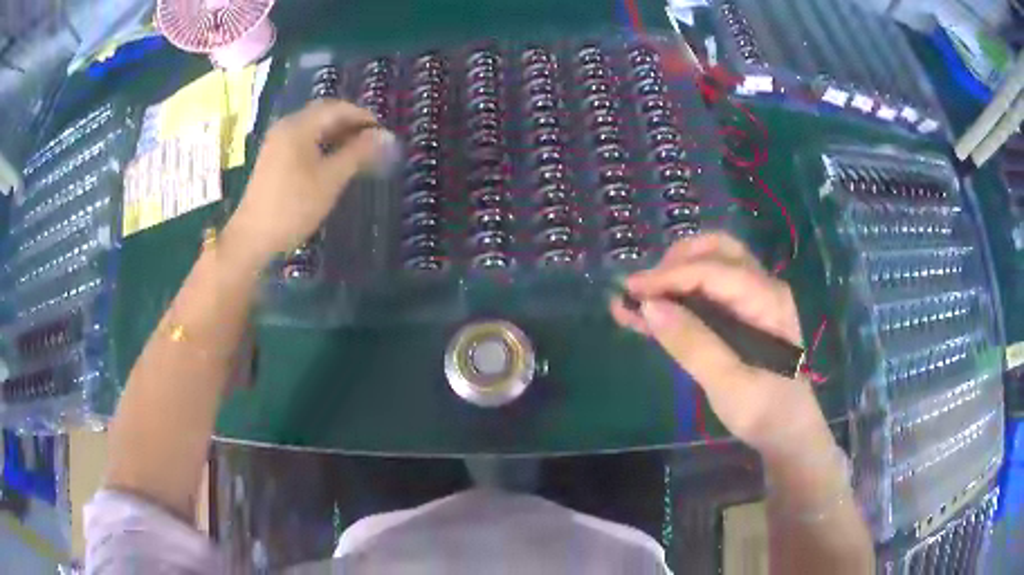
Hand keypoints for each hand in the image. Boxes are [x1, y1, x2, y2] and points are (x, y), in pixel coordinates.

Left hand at [223, 100, 394, 265]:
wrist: (252, 237)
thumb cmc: (293, 207)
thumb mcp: (331, 179)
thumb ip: (359, 153)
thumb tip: (386, 136)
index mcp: (299, 126)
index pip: (338, 108)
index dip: (363, 117)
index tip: (383, 134)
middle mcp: (287, 126)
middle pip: (324, 114)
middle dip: (350, 124)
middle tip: (372, 142)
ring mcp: (277, 142)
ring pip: (313, 128)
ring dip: (337, 135)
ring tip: (358, 153)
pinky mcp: (273, 158)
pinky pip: (303, 141)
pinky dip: (322, 145)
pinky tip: (333, 162)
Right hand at [610, 232, 827, 455]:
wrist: (786, 431)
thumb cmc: (765, 410)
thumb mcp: (729, 385)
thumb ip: (693, 344)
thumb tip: (649, 306)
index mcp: (766, 299)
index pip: (713, 270)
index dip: (669, 275)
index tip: (631, 289)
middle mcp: (761, 287)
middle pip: (715, 251)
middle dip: (674, 263)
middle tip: (642, 290)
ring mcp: (751, 299)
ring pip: (708, 266)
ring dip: (671, 277)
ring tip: (634, 299)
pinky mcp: (739, 315)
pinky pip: (705, 292)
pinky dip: (676, 297)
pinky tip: (645, 313)